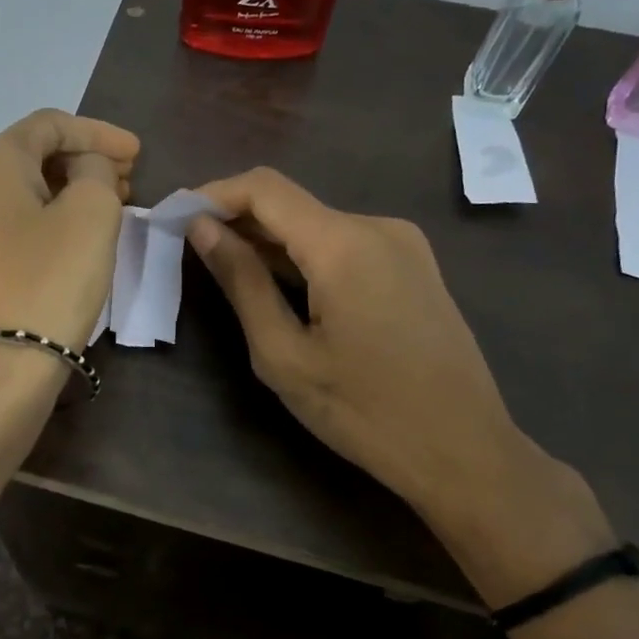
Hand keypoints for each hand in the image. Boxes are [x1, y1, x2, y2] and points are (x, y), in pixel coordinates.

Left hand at [0, 109, 137, 358]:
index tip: (138, 154)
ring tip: (112, 208)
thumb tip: (85, 170)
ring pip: (24, 193)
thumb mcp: (92, 214)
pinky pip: (14, 224)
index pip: (51, 124)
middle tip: (129, 181)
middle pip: (34, 156)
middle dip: (85, 162)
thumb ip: (96, 172)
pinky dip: (50, 220)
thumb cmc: (49, 281)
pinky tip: (78, 238)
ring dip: (70, 192)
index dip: (100, 133)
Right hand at [189, 168, 604, 598]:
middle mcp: (377, 226)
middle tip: (190, 253)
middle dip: (237, 221)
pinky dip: (305, 258)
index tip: (175, 219)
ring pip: (317, 225)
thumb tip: (201, 228)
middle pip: (290, 203)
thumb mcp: (284, 353)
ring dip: (270, 243)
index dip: (212, 194)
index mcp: (344, 243)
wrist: (464, 451)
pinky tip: (283, 290)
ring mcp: (403, 244)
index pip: (264, 187)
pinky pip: (345, 245)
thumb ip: (241, 281)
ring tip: (229, 276)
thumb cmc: (363, 411)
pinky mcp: (414, 266)